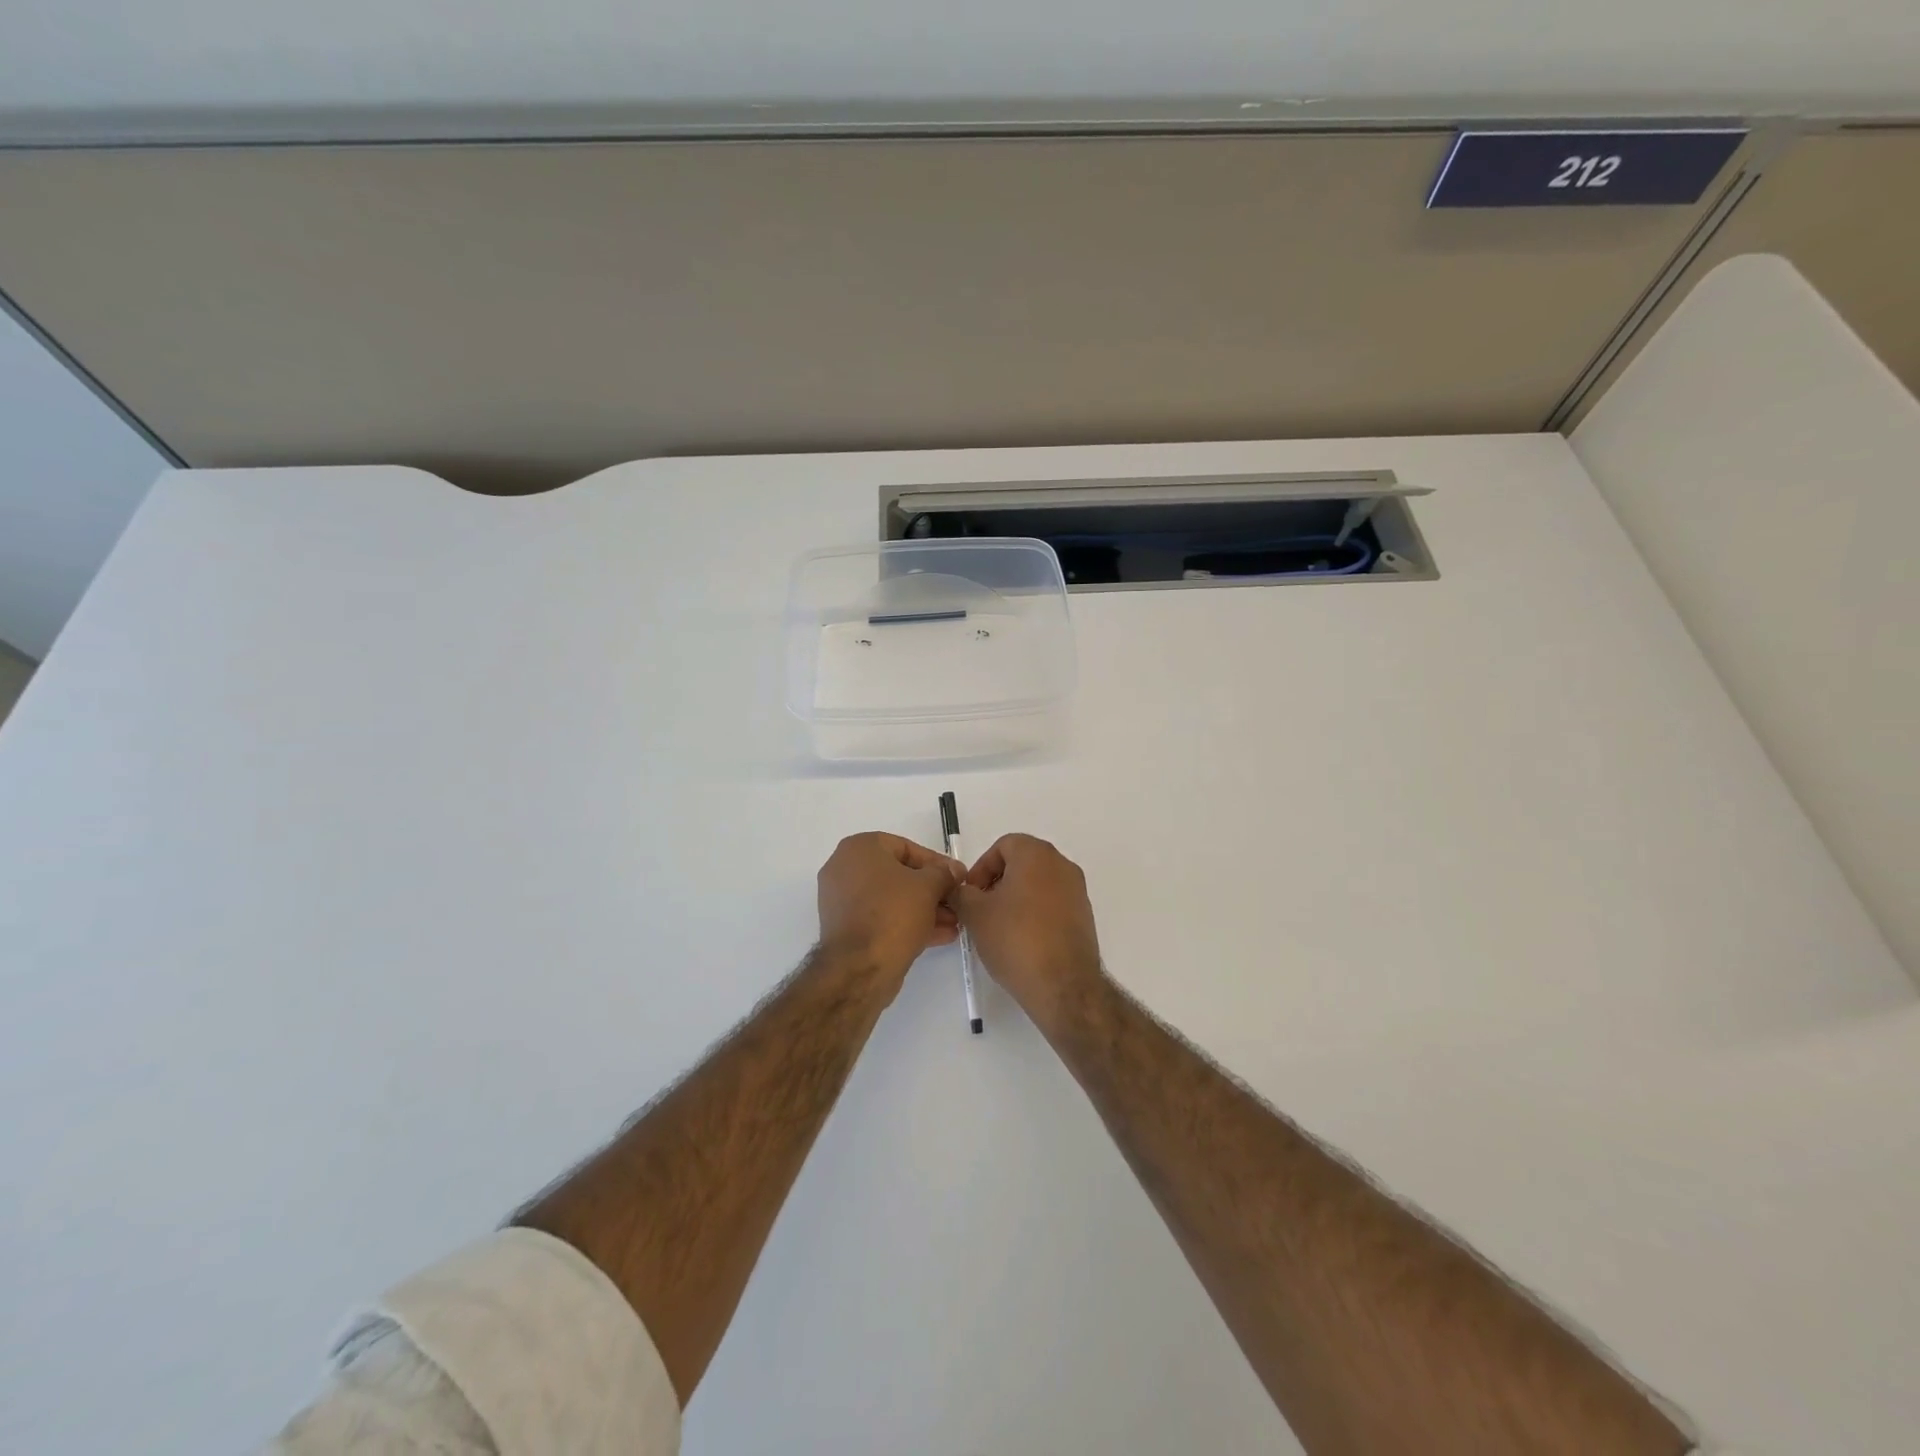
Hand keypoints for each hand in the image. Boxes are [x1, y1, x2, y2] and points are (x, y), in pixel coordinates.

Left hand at [817, 833, 960, 987]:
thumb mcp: (928, 887)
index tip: (957, 877)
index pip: (906, 847)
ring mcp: (842, 900)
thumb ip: (944, 873)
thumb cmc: (893, 914)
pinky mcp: (846, 928)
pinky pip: (881, 917)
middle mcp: (844, 868)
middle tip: (956, 902)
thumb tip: (953, 870)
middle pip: (899, 875)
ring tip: (954, 922)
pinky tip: (940, 935)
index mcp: (859, 848)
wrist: (859, 968)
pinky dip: (907, 923)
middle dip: (932, 890)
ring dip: (924, 909)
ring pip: (891, 899)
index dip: (936, 863)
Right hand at [954, 834, 1104, 1028]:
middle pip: (1022, 863)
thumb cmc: (1015, 939)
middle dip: (997, 882)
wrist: (1063, 985)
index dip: (981, 867)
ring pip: (1038, 884)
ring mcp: (1077, 891)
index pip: (1003, 845)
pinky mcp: (1084, 916)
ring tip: (998, 927)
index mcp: (1037, 855)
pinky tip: (1021, 940)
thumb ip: (961, 894)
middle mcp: (1062, 865)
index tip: (970, 894)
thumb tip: (960, 890)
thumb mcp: (975, 914)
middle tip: (980, 909)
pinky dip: (1035, 913)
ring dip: (1015, 898)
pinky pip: (1053, 904)